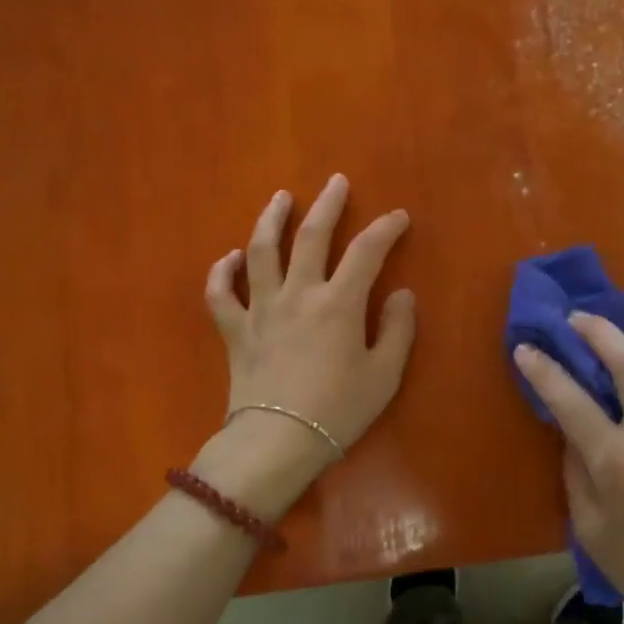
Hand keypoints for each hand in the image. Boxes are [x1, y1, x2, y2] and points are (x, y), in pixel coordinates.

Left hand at [201, 175, 415, 495]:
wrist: (277, 441)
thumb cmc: (338, 411)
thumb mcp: (384, 375)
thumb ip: (398, 330)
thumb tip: (402, 294)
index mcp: (340, 303)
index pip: (367, 251)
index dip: (386, 229)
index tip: (399, 217)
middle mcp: (298, 293)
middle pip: (312, 236)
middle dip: (328, 204)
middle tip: (336, 182)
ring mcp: (261, 308)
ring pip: (261, 251)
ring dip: (271, 219)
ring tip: (280, 198)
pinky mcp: (234, 329)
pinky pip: (220, 293)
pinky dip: (222, 272)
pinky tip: (229, 258)